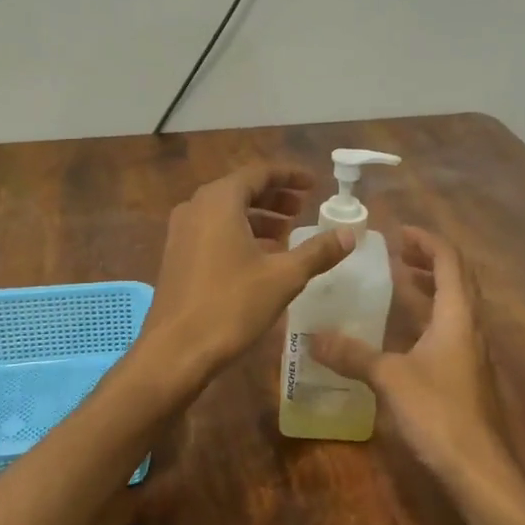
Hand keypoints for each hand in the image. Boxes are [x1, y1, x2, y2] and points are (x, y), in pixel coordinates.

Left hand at [146, 162, 353, 381]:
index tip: (314, 184)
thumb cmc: (231, 305)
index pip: (259, 173)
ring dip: (258, 217)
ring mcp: (181, 232)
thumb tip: (349, 234)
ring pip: (226, 212)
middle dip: (274, 197)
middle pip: (241, 190)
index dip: (290, 176)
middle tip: (303, 208)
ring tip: (287, 233)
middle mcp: (195, 207)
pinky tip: (260, 258)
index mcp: (219, 201)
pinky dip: (239, 234)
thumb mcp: (283, 277)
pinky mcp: (176, 256)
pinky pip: (212, 231)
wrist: (175, 350)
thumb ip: (318, 251)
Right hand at [310, 229, 519, 496]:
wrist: (480, 471)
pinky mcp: (469, 373)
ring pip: (457, 303)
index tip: (398, 232)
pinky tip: (406, 329)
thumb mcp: (390, 378)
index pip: (449, 261)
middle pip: (458, 278)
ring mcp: (473, 351)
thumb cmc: (439, 413)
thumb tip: (311, 337)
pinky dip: (431, 313)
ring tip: (401, 279)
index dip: (426, 241)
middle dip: (430, 259)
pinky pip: (452, 327)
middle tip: (398, 251)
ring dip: (433, 285)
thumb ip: (353, 354)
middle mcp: (472, 326)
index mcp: (458, 315)